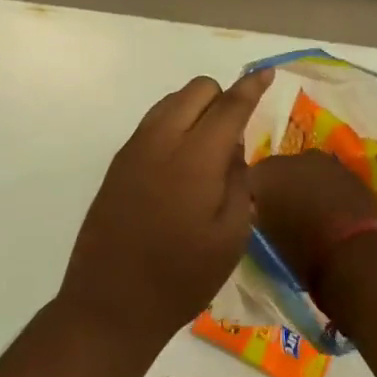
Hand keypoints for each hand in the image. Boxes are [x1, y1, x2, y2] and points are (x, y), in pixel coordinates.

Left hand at [56, 68, 274, 354]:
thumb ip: (239, 182)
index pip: (229, 105)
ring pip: (172, 101)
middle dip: (221, 99)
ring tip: (205, 155)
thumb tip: (232, 150)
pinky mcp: (117, 162)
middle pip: (197, 89)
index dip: (251, 86)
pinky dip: (173, 126)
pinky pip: (152, 122)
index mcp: (195, 157)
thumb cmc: (181, 278)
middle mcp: (161, 140)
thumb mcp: (231, 237)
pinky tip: (178, 168)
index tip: (266, 72)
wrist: (110, 304)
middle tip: (232, 139)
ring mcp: (134, 148)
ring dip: (195, 110)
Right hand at [247, 149, 376, 293]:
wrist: (360, 254)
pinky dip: (330, 193)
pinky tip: (333, 216)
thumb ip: (260, 219)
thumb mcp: (268, 241)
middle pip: (280, 171)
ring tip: (309, 217)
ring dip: (307, 188)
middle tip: (281, 216)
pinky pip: (332, 180)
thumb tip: (259, 214)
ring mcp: (326, 162)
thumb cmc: (306, 255)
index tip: (254, 217)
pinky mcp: (353, 172)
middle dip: (280, 189)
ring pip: (308, 173)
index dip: (251, 199)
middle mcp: (293, 159)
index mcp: (264, 174)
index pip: (248, 180)